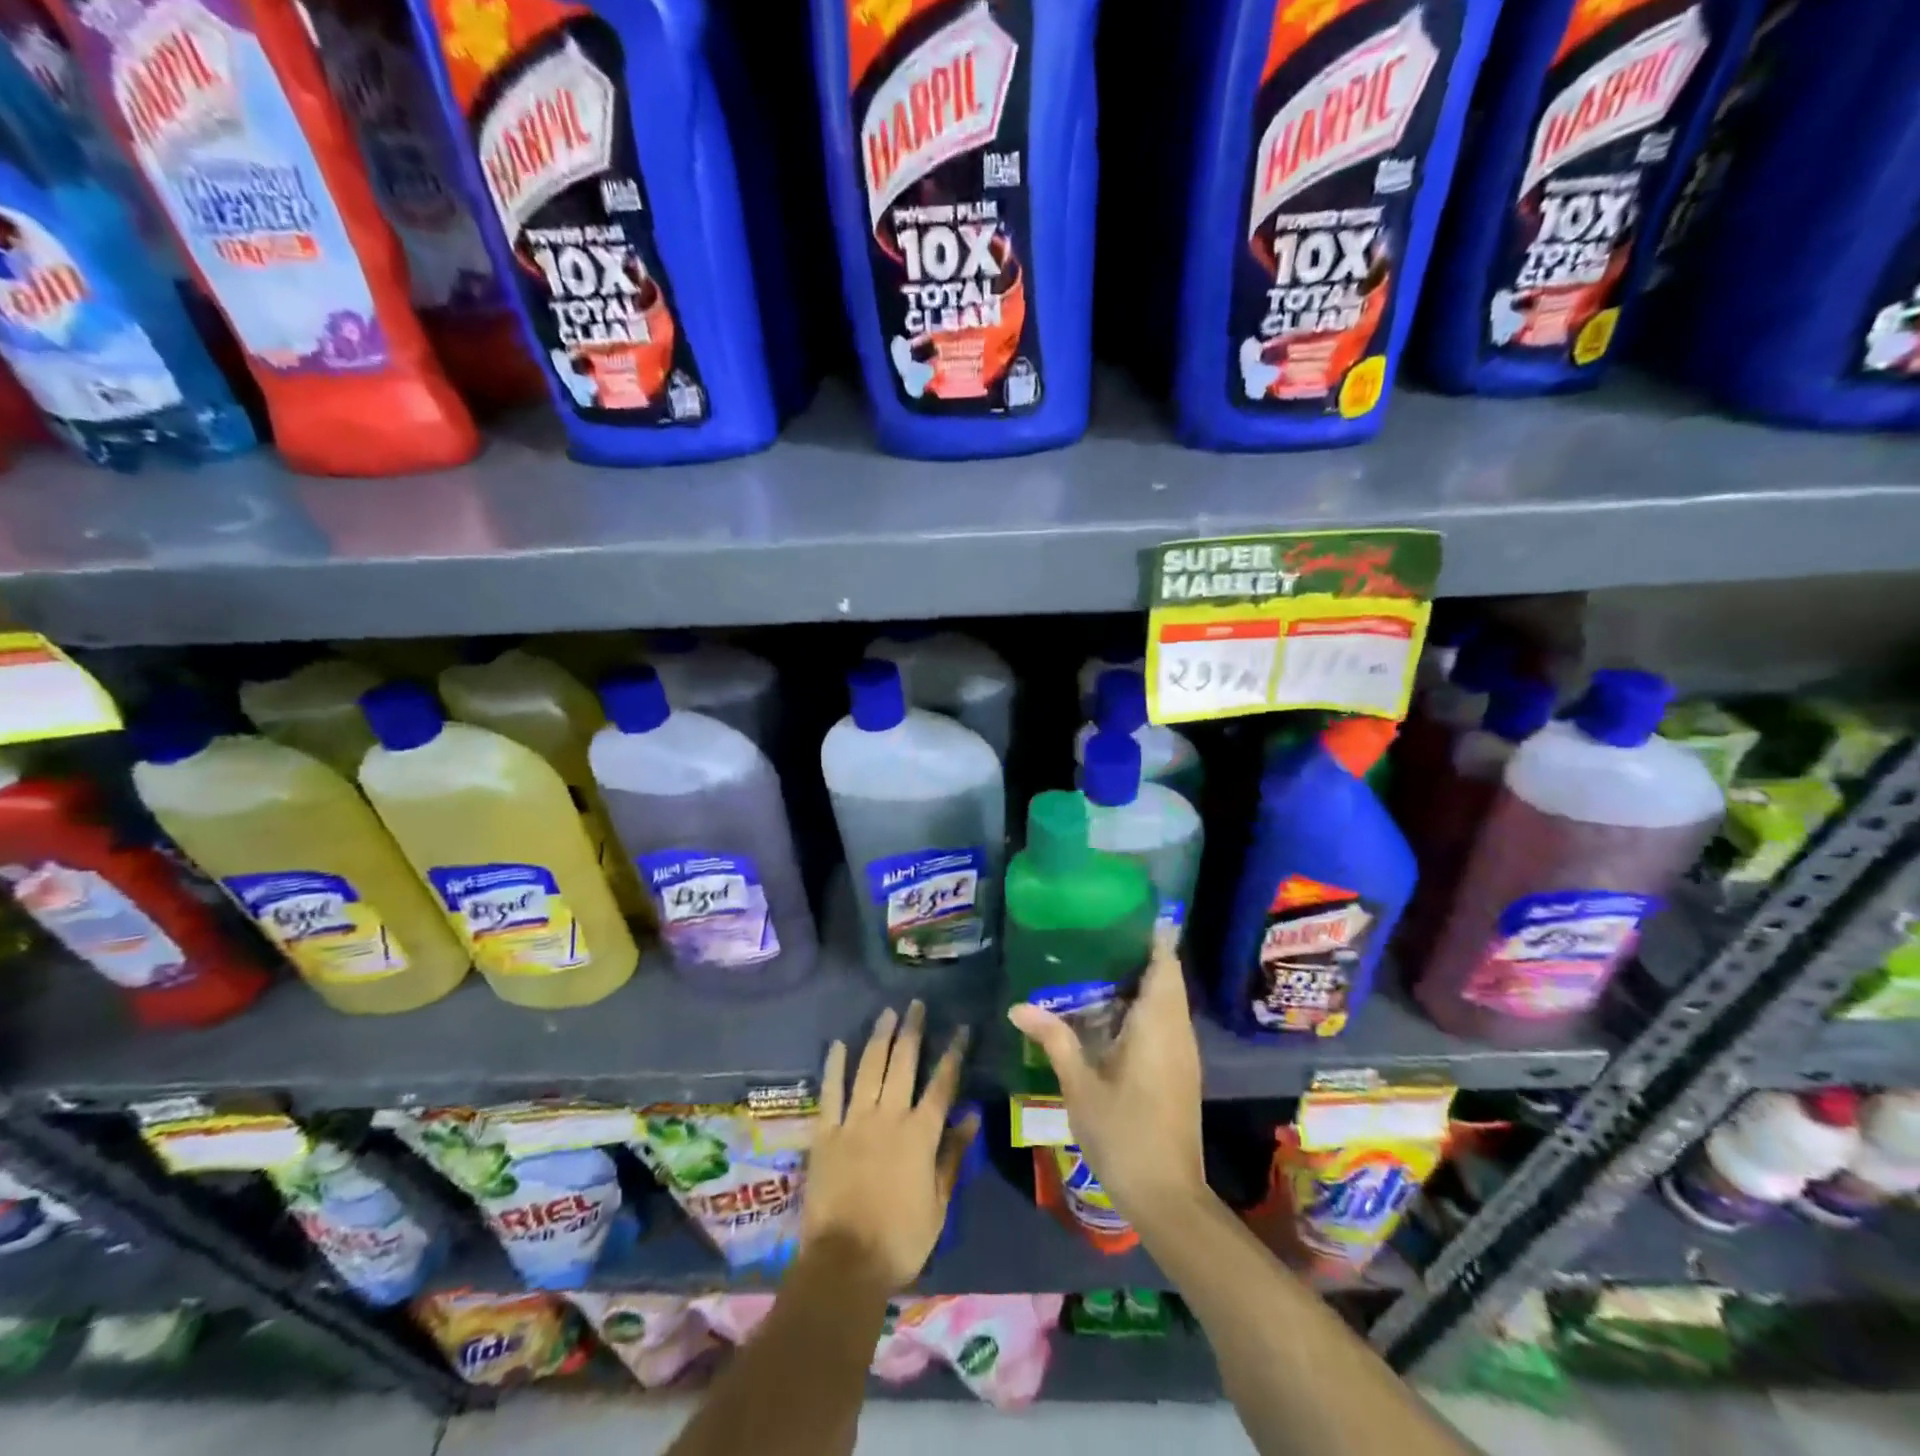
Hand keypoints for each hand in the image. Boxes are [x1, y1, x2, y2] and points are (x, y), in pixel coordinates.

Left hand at [804, 1001, 977, 1289]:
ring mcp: (854, 1121)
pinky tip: (839, 1044)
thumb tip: (973, 1116)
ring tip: (887, 1013)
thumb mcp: (939, 1204)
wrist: (845, 1264)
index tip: (961, 1028)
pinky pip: (831, 1092)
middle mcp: (889, 1117)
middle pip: (903, 1064)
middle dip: (912, 1031)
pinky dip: (835, 1066)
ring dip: (880, 1038)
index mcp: (920, 1134)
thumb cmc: (900, 1240)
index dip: (953, 1054)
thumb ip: (953, 1156)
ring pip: (870, 1068)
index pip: (942, 1084)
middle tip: (917, 1005)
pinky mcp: (826, 1133)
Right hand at [1006, 936, 1206, 1227]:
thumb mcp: (1080, 1085)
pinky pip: (1166, 1022)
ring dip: (1143, 982)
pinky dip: (1145, 1007)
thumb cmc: (1123, 1133)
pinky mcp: (1181, 1071)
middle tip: (1099, 935)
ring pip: (1168, 1001)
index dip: (1152, 936)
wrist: (1167, 1195)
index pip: (1165, 964)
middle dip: (1141, 954)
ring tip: (1099, 964)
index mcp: (1157, 1025)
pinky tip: (1111, 1013)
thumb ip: (1054, 1039)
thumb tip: (1018, 1007)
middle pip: (1168, 978)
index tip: (1127, 912)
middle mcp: (1177, 1031)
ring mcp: (1183, 1053)